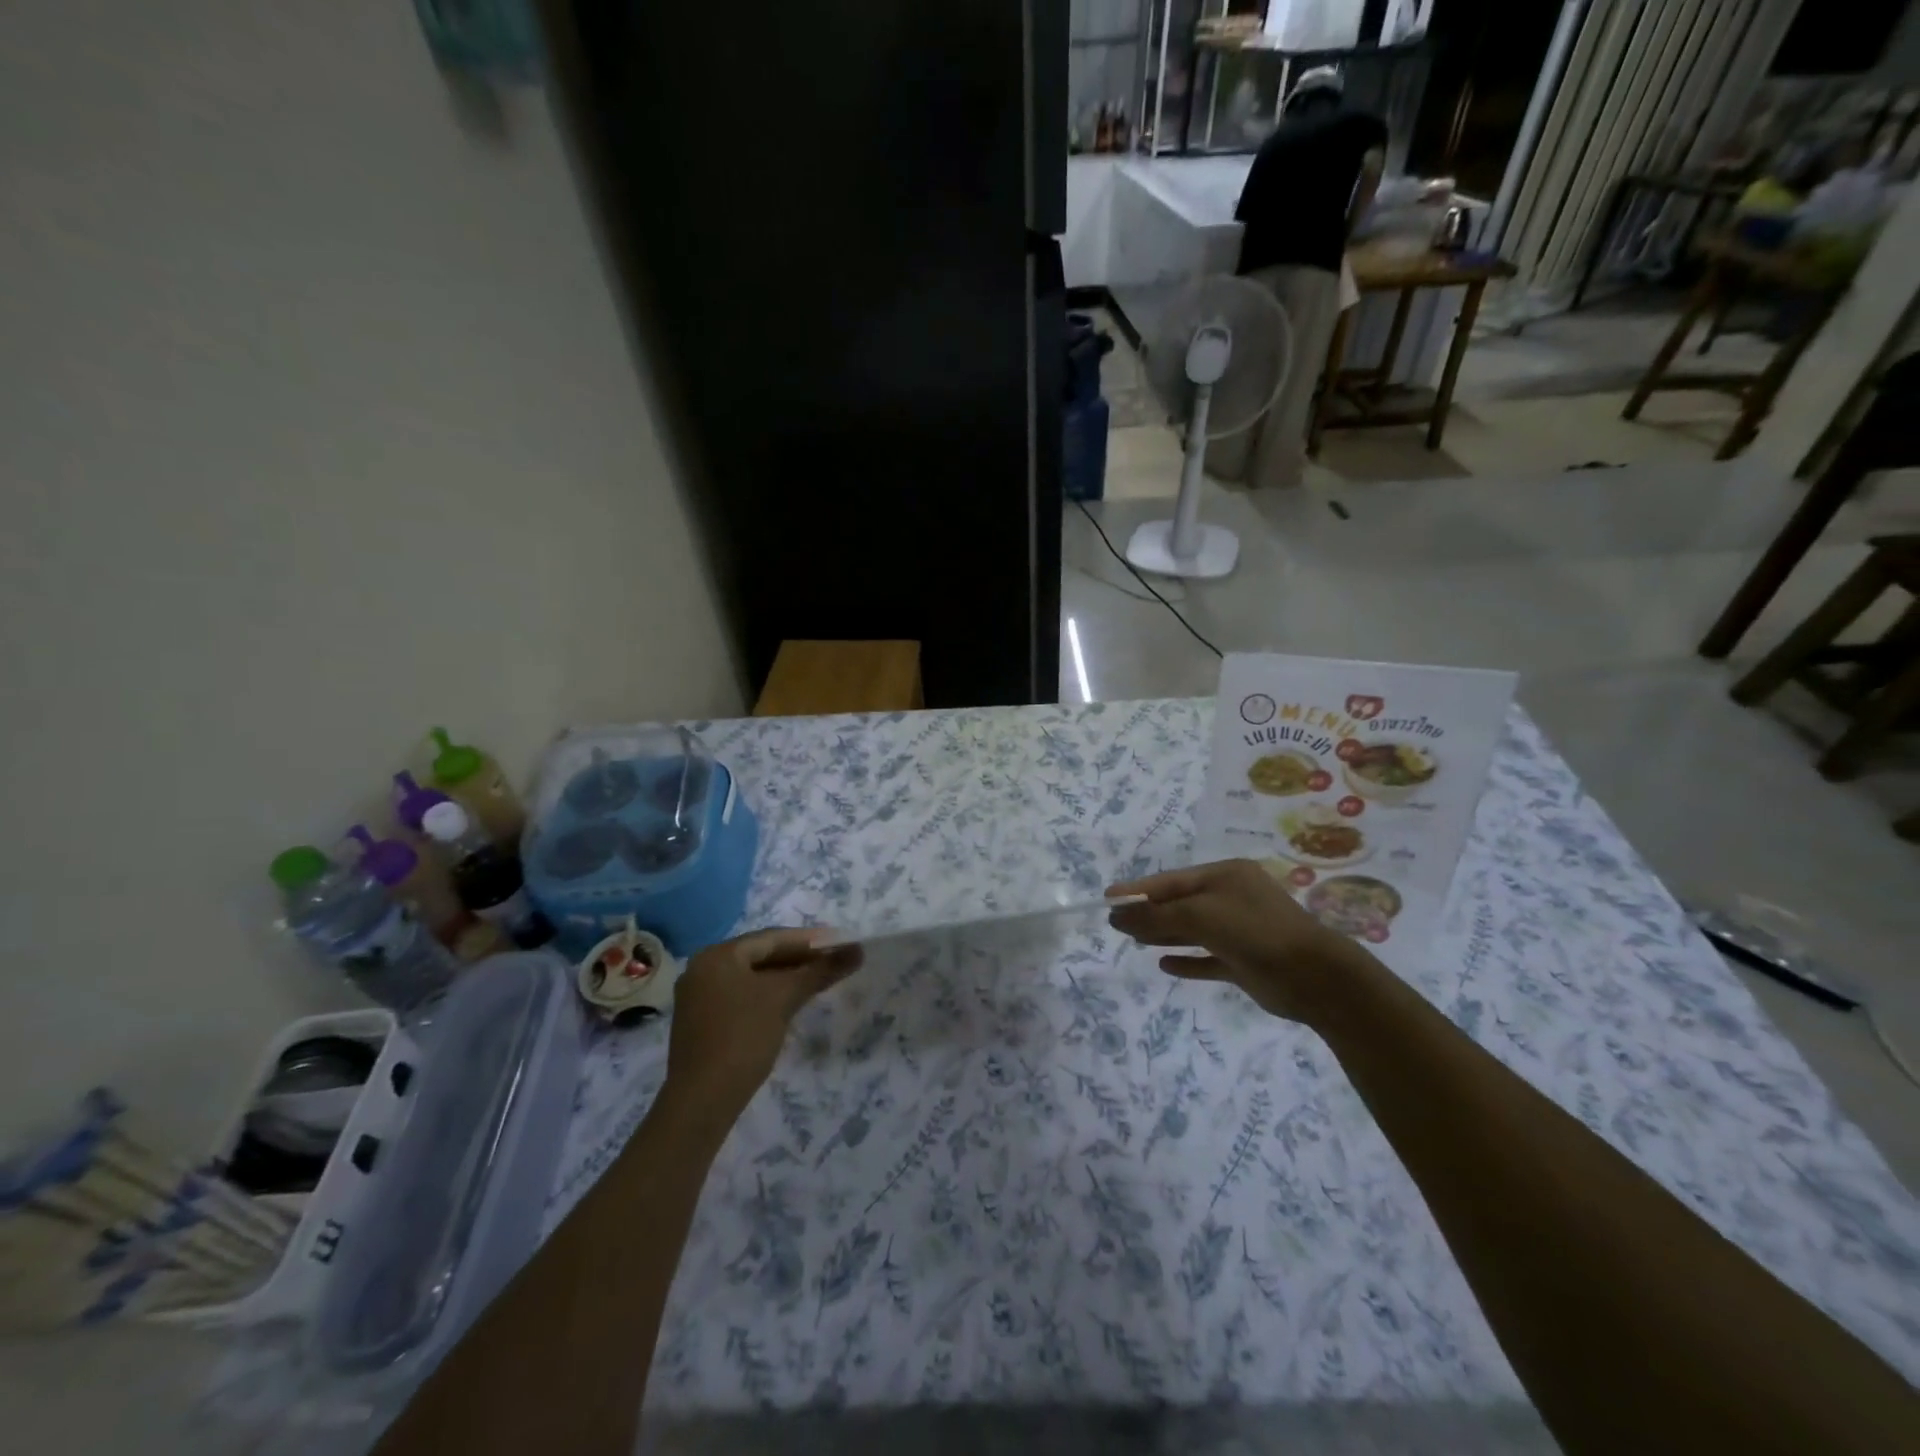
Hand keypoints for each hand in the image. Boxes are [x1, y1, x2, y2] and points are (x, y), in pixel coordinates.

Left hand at [665, 928, 861, 1114]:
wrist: (702, 1100)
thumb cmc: (743, 1037)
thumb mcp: (785, 998)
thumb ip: (821, 970)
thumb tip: (858, 950)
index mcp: (718, 955)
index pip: (772, 938)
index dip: (810, 940)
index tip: (840, 942)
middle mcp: (703, 969)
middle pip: (761, 956)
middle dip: (799, 958)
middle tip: (834, 961)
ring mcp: (700, 997)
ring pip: (752, 978)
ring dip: (786, 978)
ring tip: (819, 980)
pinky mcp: (703, 1022)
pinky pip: (743, 996)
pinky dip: (768, 995)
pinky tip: (791, 1003)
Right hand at [1107, 859, 1372, 1025]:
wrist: (1314, 976)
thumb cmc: (1253, 931)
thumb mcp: (1200, 915)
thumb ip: (1156, 915)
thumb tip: (1117, 916)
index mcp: (1225, 876)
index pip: (1171, 880)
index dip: (1138, 890)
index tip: (1108, 898)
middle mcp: (1232, 898)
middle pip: (1181, 903)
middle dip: (1149, 913)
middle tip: (1115, 923)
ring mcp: (1240, 931)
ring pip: (1193, 930)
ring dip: (1164, 934)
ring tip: (1133, 941)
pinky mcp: (1245, 962)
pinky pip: (1208, 958)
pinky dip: (1187, 960)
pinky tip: (1165, 964)